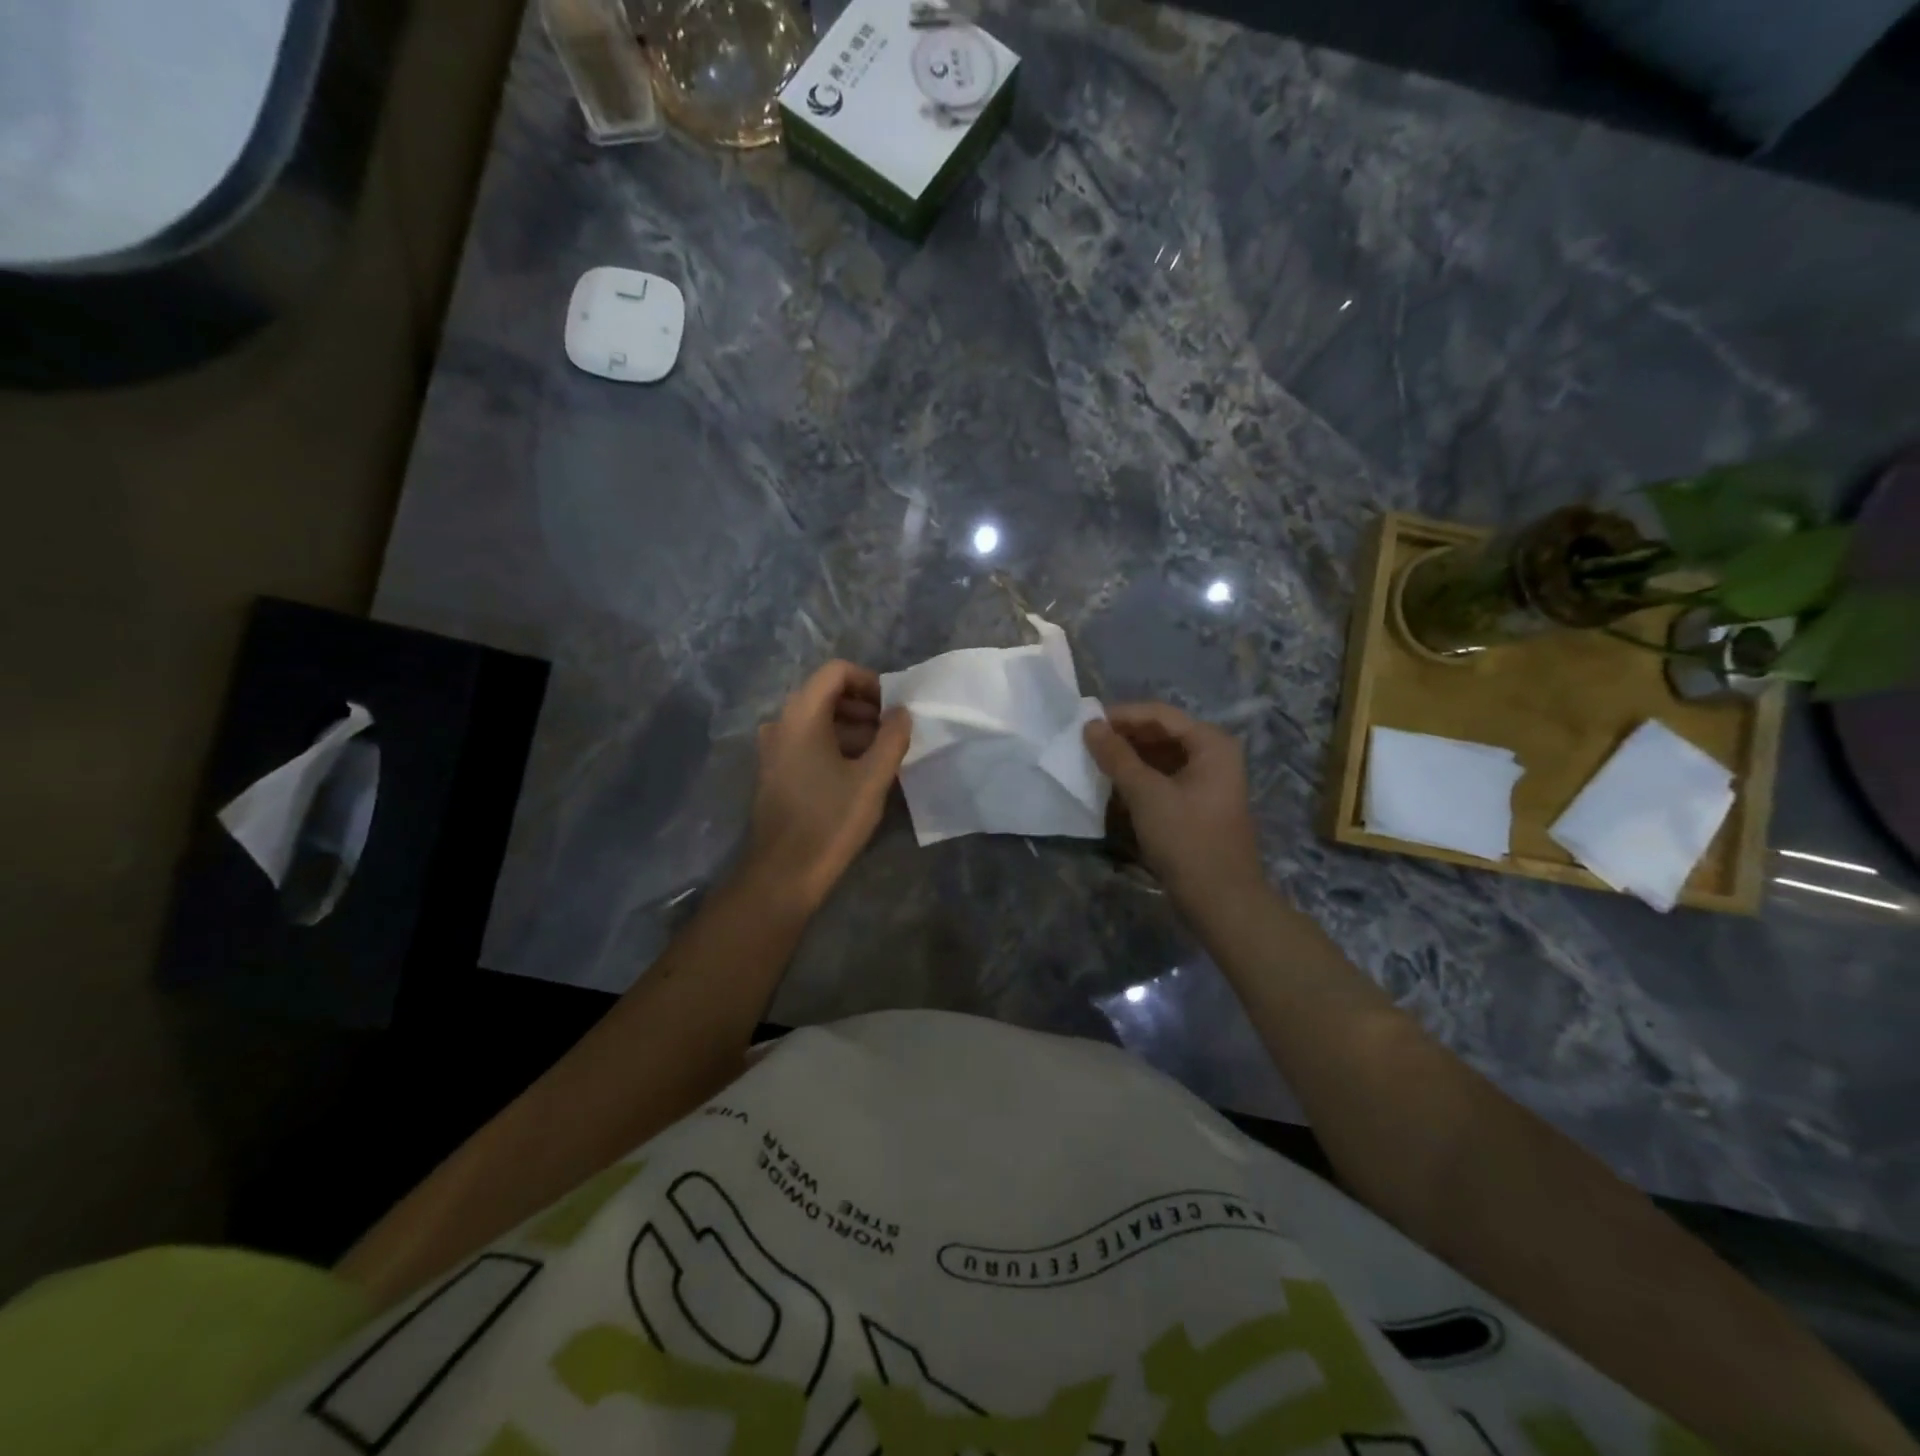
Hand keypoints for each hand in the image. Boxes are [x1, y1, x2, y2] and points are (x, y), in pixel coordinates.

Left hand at [744, 660, 910, 912]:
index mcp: (801, 716)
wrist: (783, 873)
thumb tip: (902, 712)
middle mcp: (781, 723)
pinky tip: (858, 772)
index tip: (893, 707)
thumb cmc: (830, 820)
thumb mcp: (872, 778)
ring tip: (882, 754)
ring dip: (852, 728)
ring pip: (817, 720)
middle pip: (825, 694)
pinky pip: (807, 742)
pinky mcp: (775, 771)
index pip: (836, 672)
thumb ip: (893, 738)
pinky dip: (835, 745)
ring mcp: (774, 748)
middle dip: (864, 707)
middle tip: (893, 732)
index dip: (869, 682)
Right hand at [1085, 703, 1264, 911]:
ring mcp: (1209, 781)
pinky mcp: (1199, 804)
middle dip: (1124, 736)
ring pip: (1162, 757)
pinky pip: (1165, 778)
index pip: (1159, 715)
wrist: (1221, 899)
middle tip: (1086, 742)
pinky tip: (1114, 785)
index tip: (1085, 722)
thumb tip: (1090, 726)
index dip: (1121, 715)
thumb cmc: (1186, 839)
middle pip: (1162, 733)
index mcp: (1211, 743)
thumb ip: (1116, 756)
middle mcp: (1214, 755)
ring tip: (1095, 761)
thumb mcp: (1146, 794)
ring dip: (1130, 757)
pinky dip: (1141, 778)